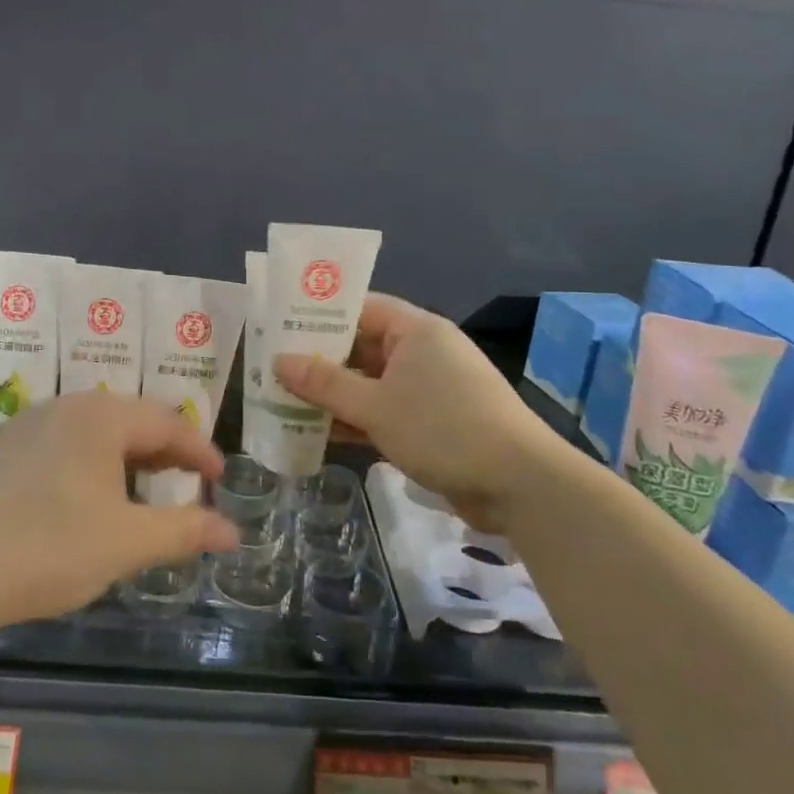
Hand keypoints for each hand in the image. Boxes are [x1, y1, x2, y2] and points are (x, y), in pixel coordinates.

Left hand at [0, 393, 237, 634]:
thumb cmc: (49, 548)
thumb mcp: (127, 542)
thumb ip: (184, 530)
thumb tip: (232, 532)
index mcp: (101, 415)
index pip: (167, 422)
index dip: (200, 450)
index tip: (222, 478)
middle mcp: (67, 406)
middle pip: (132, 420)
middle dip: (166, 451)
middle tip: (192, 482)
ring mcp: (31, 424)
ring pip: (98, 432)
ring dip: (130, 458)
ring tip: (148, 490)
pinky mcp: (6, 449)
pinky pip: (68, 444)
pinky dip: (95, 464)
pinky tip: (94, 497)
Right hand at [274, 293, 548, 529]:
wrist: (520, 485)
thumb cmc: (443, 429)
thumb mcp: (376, 406)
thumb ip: (325, 383)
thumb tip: (278, 361)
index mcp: (416, 330)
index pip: (361, 308)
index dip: (320, 315)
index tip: (280, 326)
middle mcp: (423, 352)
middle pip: (362, 347)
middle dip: (320, 360)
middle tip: (273, 367)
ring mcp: (430, 388)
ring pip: (371, 382)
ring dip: (335, 394)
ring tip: (285, 401)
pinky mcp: (433, 422)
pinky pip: (385, 410)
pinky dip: (357, 419)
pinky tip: (319, 433)